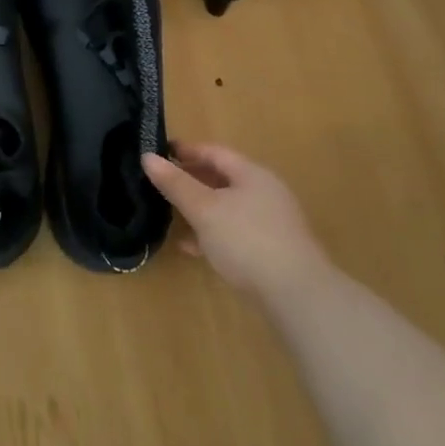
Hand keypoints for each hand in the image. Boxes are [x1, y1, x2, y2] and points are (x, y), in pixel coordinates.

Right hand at [142, 144, 328, 303]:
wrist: (296, 295)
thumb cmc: (247, 240)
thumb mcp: (205, 209)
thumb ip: (176, 184)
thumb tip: (148, 157)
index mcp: (252, 174)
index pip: (215, 152)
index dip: (187, 150)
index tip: (160, 153)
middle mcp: (265, 193)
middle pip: (222, 178)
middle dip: (192, 180)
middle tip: (162, 183)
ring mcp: (270, 223)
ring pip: (227, 207)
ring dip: (200, 209)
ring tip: (171, 214)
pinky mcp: (271, 251)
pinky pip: (234, 233)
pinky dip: (212, 234)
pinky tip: (192, 248)